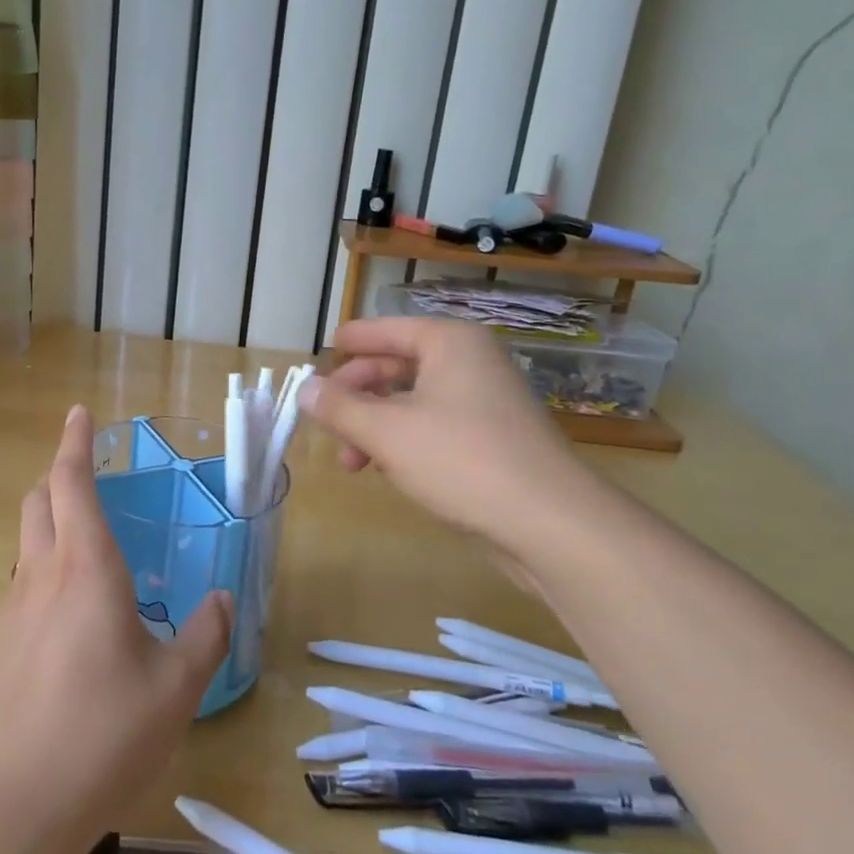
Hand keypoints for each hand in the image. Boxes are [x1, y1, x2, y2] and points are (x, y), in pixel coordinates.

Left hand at [0, 404, 232, 853]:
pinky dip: (45, 568)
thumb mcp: (175, 689)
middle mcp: (42, 574)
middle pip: (38, 500)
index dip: (75, 443)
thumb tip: (222, 601)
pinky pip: (23, 582)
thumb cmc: (100, 734)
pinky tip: (72, 611)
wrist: (7, 805)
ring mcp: (12, 609)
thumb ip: (205, 637)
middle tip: (89, 475)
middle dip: (59, 475)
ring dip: (50, 520)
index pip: (71, 482)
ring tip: (87, 541)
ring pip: (27, 540)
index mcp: (86, 567)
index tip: (79, 413)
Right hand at [298, 317, 594, 561]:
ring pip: (413, 401)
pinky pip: (435, 426)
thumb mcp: (386, 432)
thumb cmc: (461, 459)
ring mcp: (487, 401)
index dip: (350, 342)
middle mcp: (471, 362)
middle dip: (357, 396)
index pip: (386, 330)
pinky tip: (388, 470)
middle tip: (327, 422)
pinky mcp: (494, 438)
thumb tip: (303, 388)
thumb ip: (339, 406)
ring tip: (351, 462)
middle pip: (397, 366)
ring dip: (376, 426)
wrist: (550, 523)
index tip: (321, 353)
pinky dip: (405, 441)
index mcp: (449, 343)